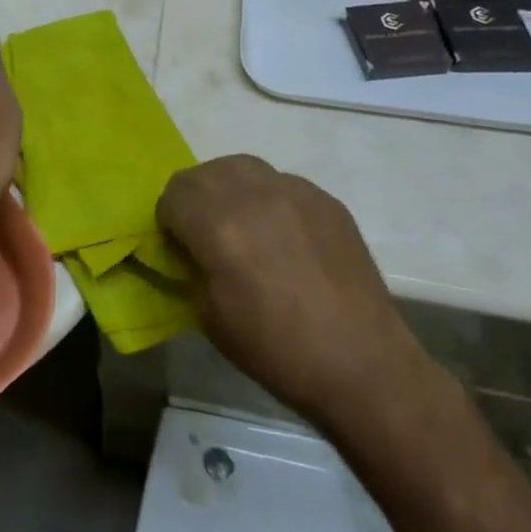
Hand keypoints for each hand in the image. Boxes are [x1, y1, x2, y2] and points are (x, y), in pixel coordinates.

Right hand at [158, 156, 425, 416]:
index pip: (172, 195)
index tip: (180, 246)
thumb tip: (190, 250)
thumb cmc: (276, 349)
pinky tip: (285, 237)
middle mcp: (252, 194)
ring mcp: (293, 191)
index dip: (169, 221)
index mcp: (217, 224)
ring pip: (242, 166)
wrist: (361, 365)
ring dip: (230, 189)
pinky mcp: (325, 200)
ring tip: (242, 224)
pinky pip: (282, 183)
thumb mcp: (209, 316)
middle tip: (206, 234)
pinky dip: (270, 199)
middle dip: (194, 199)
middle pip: (203, 173)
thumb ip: (191, 268)